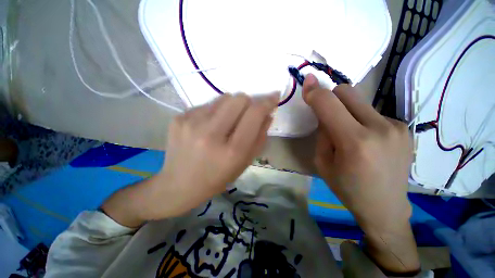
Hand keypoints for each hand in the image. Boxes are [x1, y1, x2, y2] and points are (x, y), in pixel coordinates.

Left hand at [150, 93, 277, 217]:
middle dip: (248, 103)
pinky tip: (207, 127)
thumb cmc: (217, 178)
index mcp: (232, 151)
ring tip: (224, 123)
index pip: (254, 114)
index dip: (267, 102)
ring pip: (223, 97)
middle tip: (245, 114)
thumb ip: (260, 137)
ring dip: (231, 107)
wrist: (179, 184)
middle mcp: (211, 134)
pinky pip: (207, 104)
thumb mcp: (244, 163)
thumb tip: (268, 113)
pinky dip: (214, 112)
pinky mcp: (179, 117)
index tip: (273, 97)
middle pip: (239, 98)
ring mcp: (192, 123)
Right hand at [303, 74, 418, 272]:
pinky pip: (373, 113)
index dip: (315, 91)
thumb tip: (325, 114)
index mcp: (354, 142)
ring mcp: (397, 126)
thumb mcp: (322, 162)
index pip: (329, 104)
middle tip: (328, 116)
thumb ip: (322, 134)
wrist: (385, 207)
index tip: (307, 82)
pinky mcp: (405, 128)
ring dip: (347, 112)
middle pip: (348, 92)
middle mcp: (380, 128)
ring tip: (350, 136)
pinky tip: (367, 140)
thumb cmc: (347, 188)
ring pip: (360, 101)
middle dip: (331, 97)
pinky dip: (362, 120)